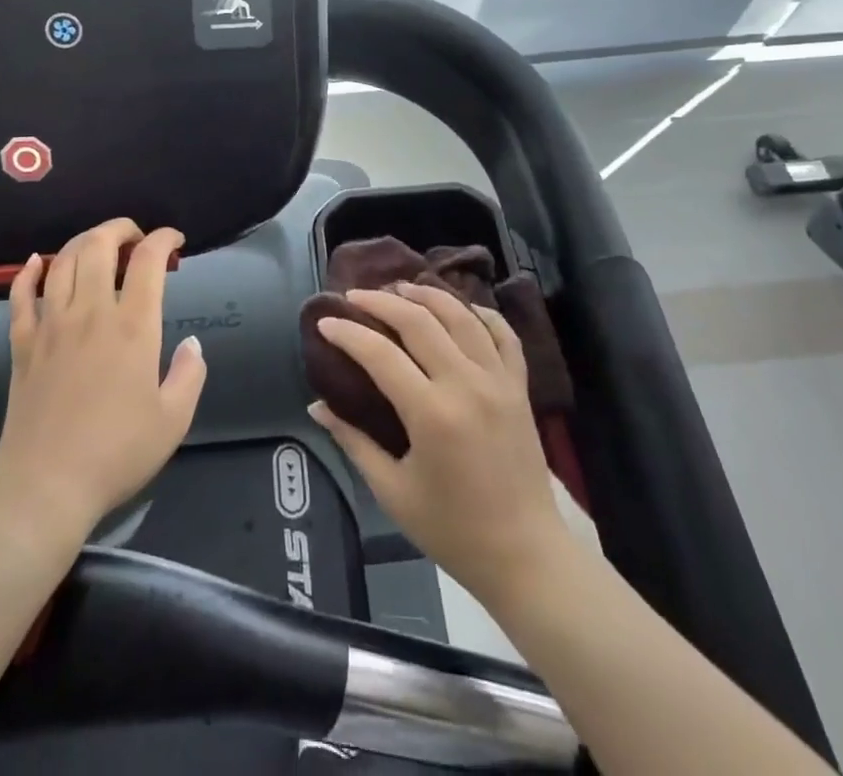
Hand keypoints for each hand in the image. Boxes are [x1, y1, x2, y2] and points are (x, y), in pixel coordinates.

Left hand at [0, 220, 206, 541]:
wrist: (45, 486)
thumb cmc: (116, 453)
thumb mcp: (174, 420)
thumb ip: (190, 374)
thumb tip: (191, 343)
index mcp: (133, 326)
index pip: (148, 260)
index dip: (164, 239)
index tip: (175, 241)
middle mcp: (91, 313)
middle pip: (99, 245)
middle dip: (120, 228)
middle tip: (136, 237)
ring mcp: (51, 325)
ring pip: (62, 262)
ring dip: (83, 242)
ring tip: (99, 246)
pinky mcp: (23, 344)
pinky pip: (20, 295)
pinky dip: (29, 272)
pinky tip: (38, 263)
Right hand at [309, 284, 569, 604]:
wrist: (525, 556)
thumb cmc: (452, 531)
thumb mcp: (393, 492)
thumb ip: (353, 441)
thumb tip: (317, 405)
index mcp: (431, 413)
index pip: (380, 354)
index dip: (348, 333)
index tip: (325, 322)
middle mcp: (466, 384)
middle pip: (420, 321)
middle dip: (382, 301)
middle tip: (356, 295)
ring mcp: (498, 380)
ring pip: (461, 316)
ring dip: (427, 295)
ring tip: (401, 287)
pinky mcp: (520, 386)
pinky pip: (503, 334)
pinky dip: (481, 313)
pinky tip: (460, 307)